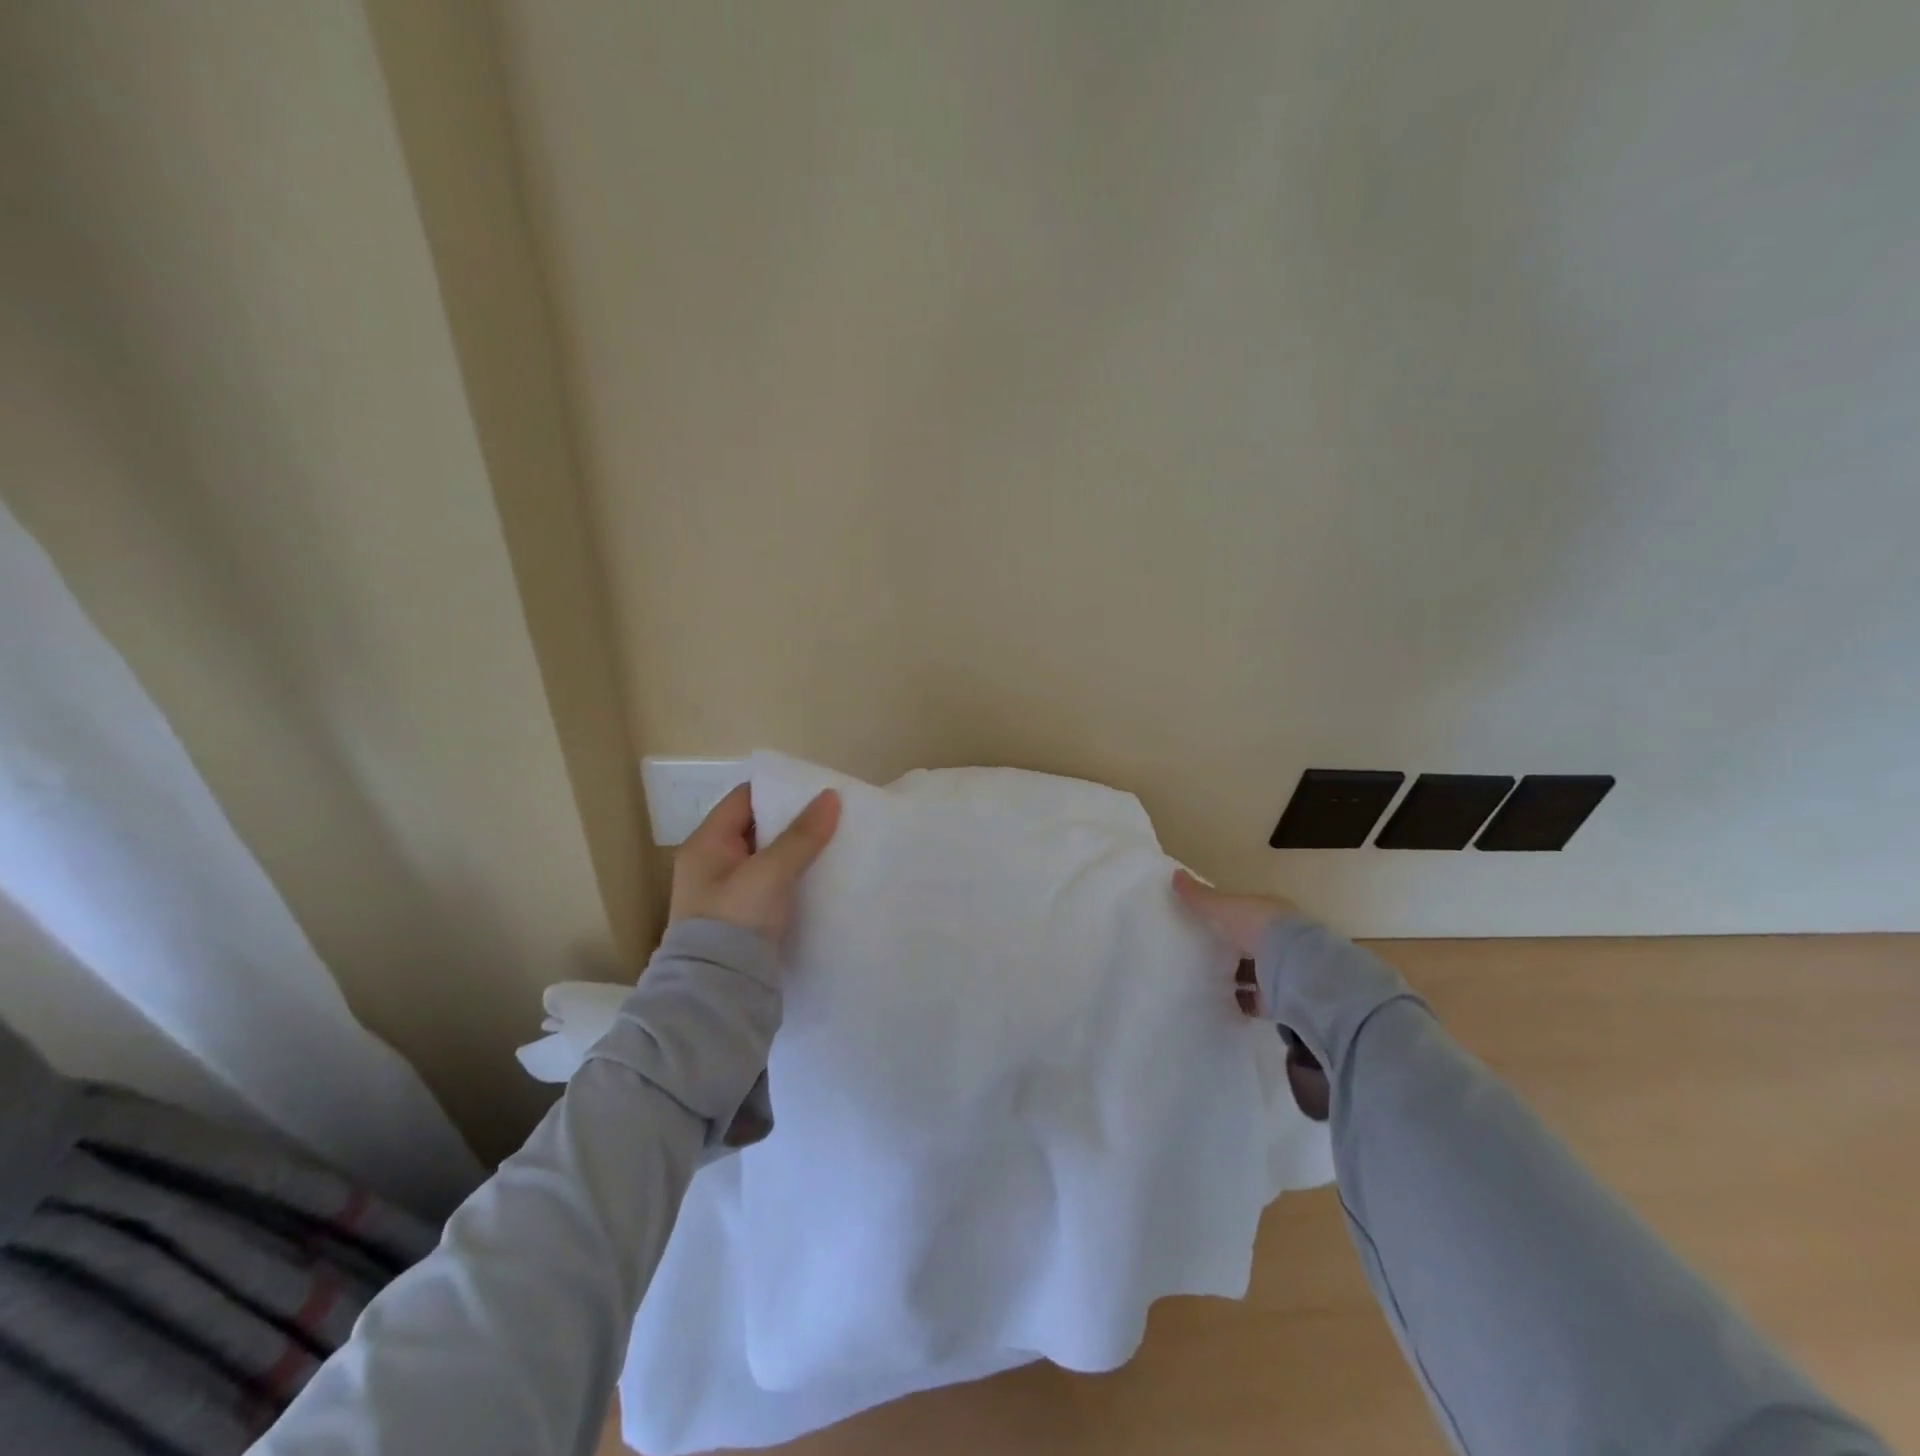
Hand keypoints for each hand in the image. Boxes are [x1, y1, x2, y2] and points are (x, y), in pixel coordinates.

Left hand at [669, 784, 841, 942]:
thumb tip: (831, 796)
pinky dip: (792, 875)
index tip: (816, 791)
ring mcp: (725, 892)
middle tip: (831, 816)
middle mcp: (711, 863)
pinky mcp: (742, 916)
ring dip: (794, 849)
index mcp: (706, 844)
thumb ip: (801, 835)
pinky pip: (770, 882)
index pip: (743, 799)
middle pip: (756, 827)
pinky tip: (819, 876)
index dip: (778, 790)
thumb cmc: (735, 922)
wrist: (717, 993)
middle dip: (792, 820)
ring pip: (766, 856)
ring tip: (832, 843)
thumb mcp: (770, 873)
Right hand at [1173, 868, 1328, 1119]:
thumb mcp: (1226, 908)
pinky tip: (1222, 1002)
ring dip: (1236, 976)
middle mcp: (1283, 940)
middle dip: (1232, 949)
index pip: (1248, 913)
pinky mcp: (1283, 999)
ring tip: (1207, 980)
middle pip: (1253, 944)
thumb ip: (1201, 897)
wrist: (1300, 971)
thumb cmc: (1261, 929)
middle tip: (1201, 954)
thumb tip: (1174, 875)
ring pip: (1256, 972)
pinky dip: (1241, 1001)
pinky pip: (1257, 1000)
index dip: (1228, 916)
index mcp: (1272, 914)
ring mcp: (1285, 971)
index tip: (1205, 923)